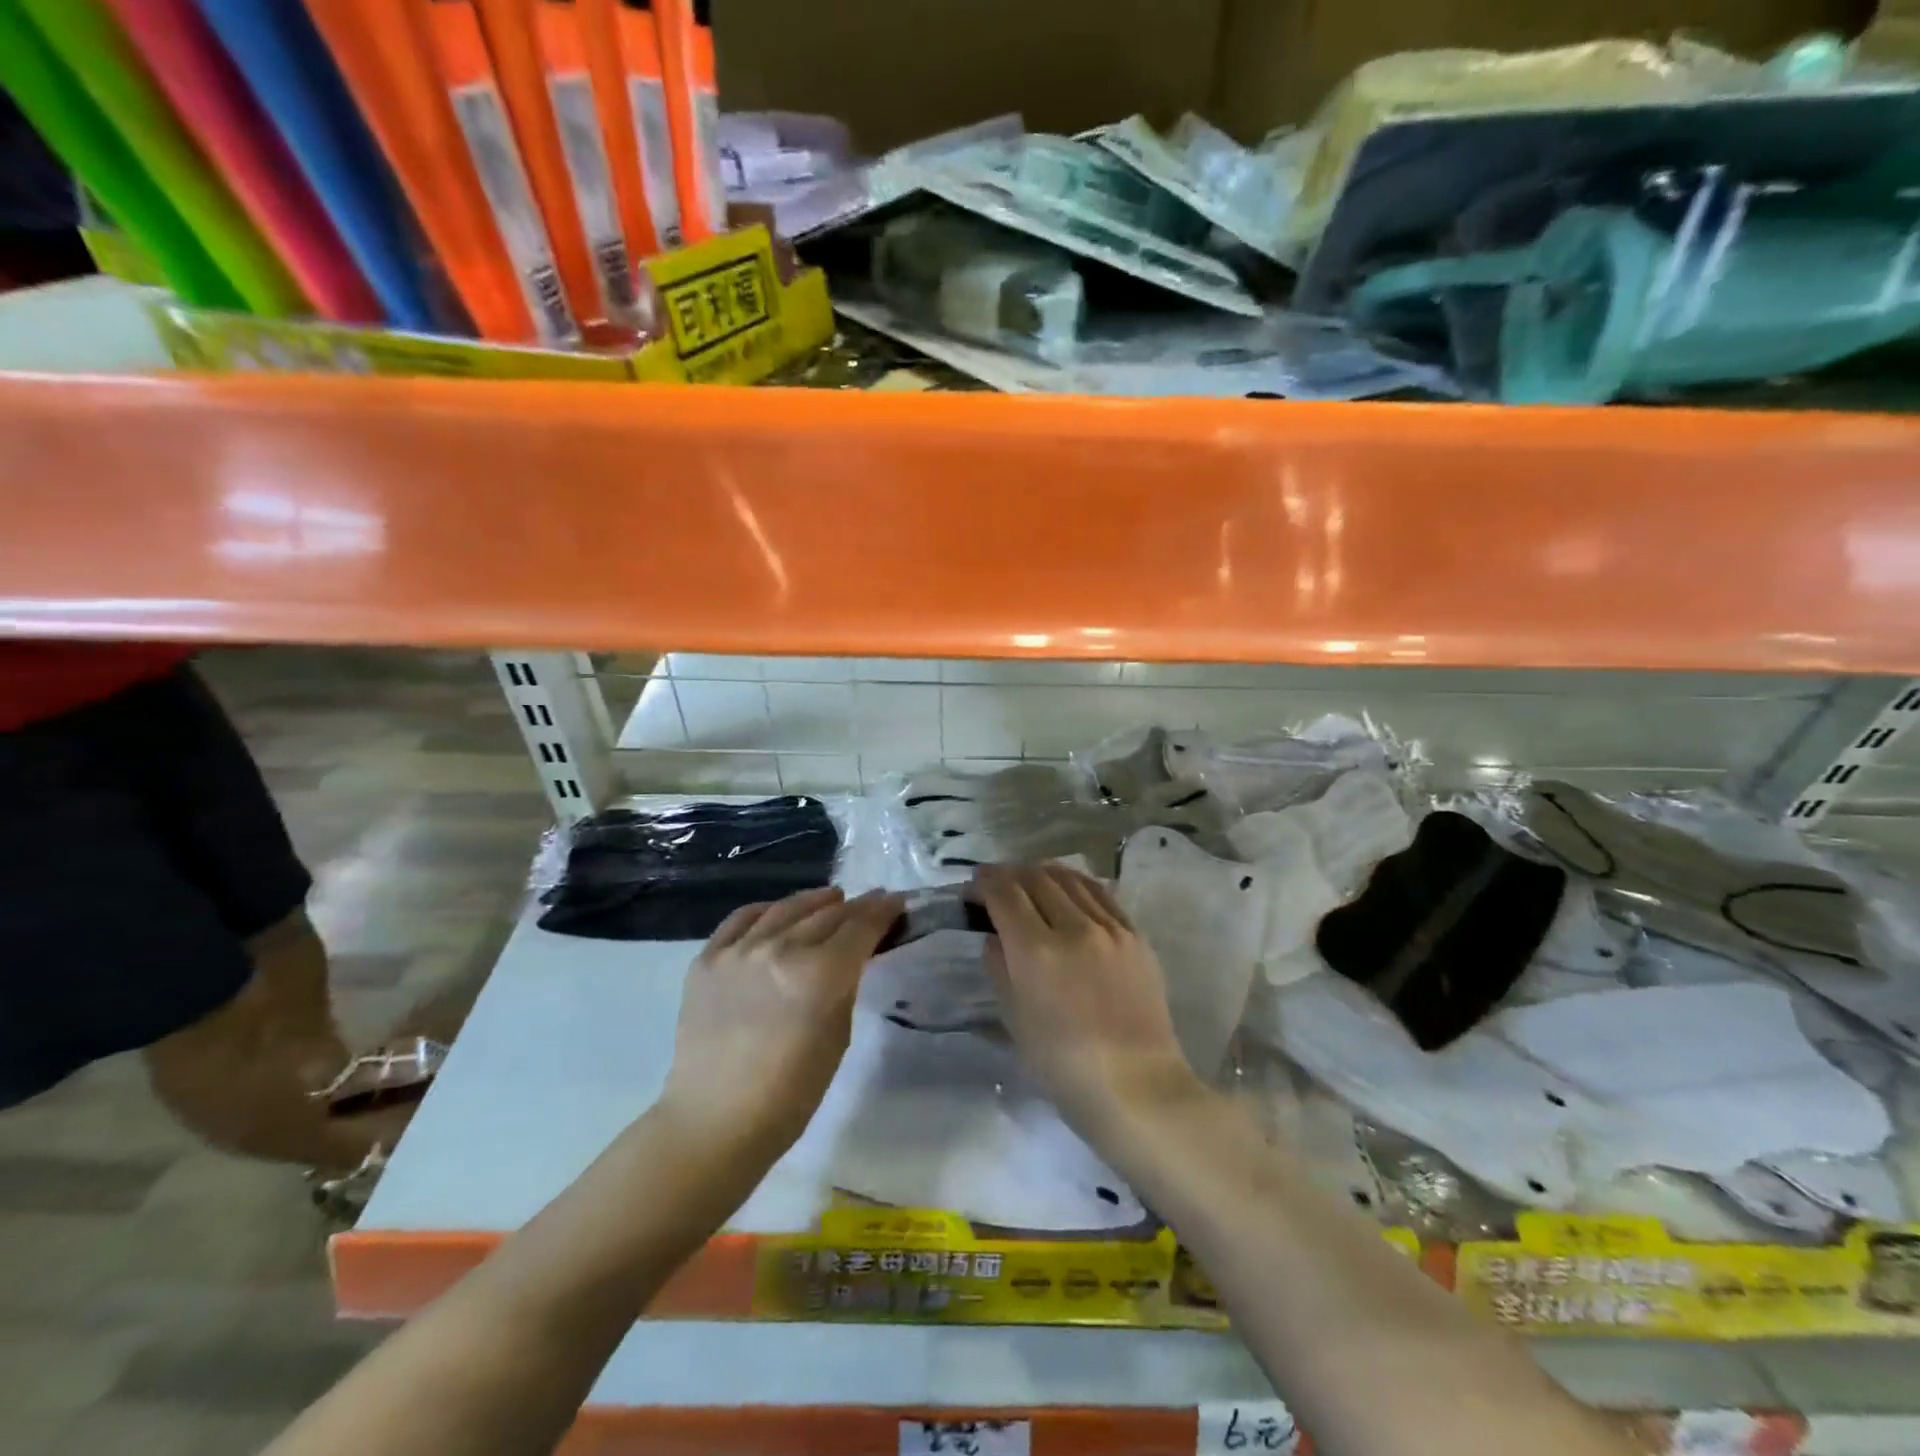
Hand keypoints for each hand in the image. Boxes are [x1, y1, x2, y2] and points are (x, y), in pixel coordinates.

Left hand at [660, 886, 901, 1151]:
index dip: (883, 911)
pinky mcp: (707, 959)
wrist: (714, 1121)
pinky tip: (778, 912)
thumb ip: (846, 985)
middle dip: (856, 906)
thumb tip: (854, 954)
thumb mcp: (837, 1036)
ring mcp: (739, 950)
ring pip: (786, 909)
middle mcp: (779, 948)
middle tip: (872, 901)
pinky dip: (767, 910)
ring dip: (815, 901)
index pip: (860, 927)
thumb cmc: (790, 1094)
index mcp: (819, 973)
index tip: (896, 902)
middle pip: (827, 914)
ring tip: (832, 898)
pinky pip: (742, 919)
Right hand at [975, 864, 1201, 1137]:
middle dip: (1010, 874)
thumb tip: (995, 937)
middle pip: (1037, 878)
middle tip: (997, 883)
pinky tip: (1070, 889)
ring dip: (1043, 873)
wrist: (1136, 1085)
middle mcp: (1074, 928)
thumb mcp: (1015, 1020)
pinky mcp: (1136, 936)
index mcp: (1037, 951)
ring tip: (1031, 880)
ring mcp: (1110, 928)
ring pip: (1071, 879)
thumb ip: (1000, 969)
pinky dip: (1077, 884)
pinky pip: (1102, 894)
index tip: (974, 885)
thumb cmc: (1064, 1066)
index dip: (985, 882)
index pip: (1005, 894)